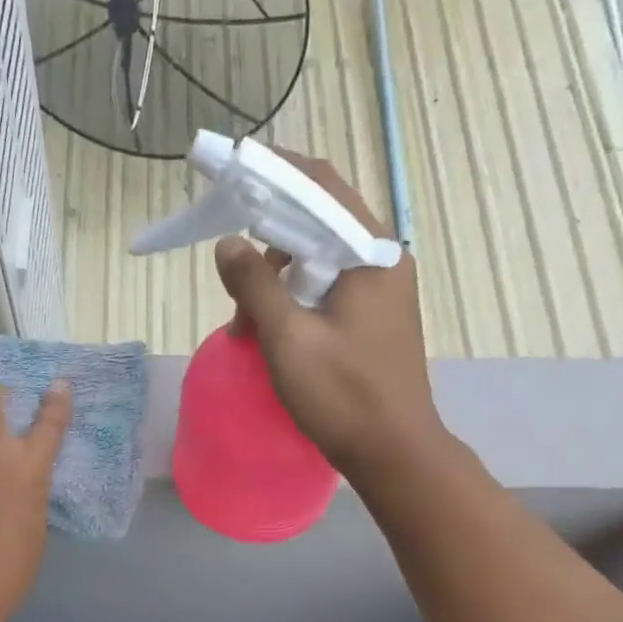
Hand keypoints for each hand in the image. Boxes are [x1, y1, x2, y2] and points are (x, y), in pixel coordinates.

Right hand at [215, 151, 442, 477]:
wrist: (394, 452)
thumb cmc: (343, 395)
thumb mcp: (288, 339)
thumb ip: (255, 285)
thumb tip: (228, 243)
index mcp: (370, 254)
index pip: (321, 186)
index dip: (275, 171)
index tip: (233, 169)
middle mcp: (382, 261)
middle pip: (318, 222)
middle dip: (267, 241)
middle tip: (231, 274)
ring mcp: (381, 291)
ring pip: (318, 260)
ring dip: (276, 281)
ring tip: (246, 324)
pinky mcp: (373, 318)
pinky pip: (326, 289)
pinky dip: (293, 301)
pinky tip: (270, 334)